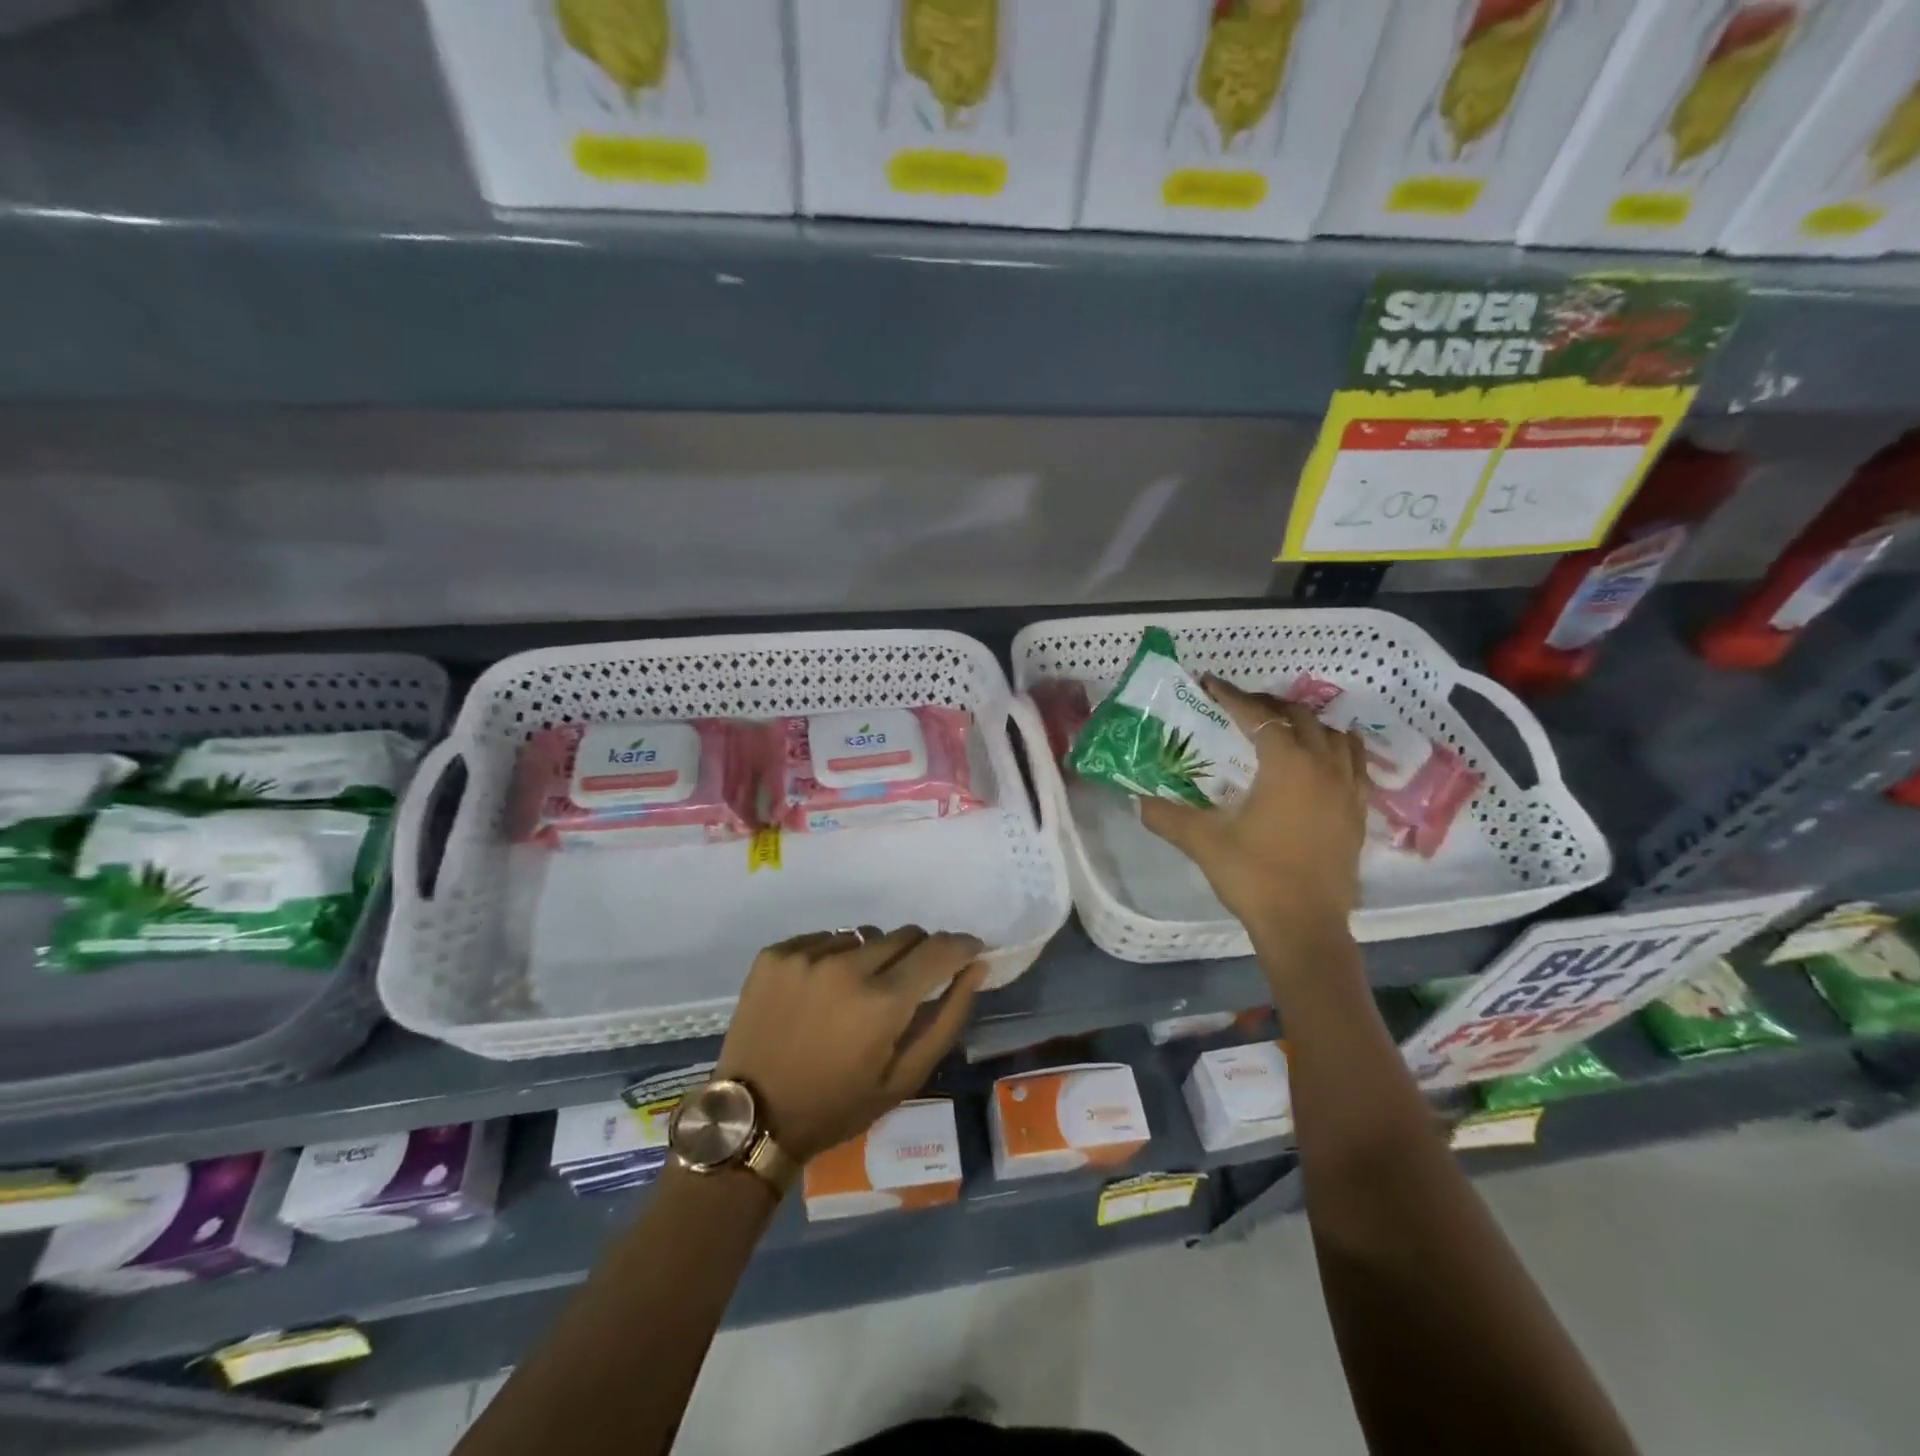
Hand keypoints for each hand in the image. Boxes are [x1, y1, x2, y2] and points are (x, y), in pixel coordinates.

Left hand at [716, 926, 988, 1162]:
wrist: (754, 1117)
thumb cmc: (838, 1105)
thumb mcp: (904, 1076)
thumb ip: (947, 1017)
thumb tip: (976, 966)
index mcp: (883, 1001)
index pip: (939, 949)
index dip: (961, 946)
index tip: (970, 951)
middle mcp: (847, 966)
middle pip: (904, 935)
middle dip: (917, 954)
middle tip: (906, 986)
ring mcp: (807, 955)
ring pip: (864, 935)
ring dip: (873, 956)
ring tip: (856, 994)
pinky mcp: (776, 953)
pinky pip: (825, 939)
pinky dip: (834, 958)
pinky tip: (821, 992)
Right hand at [1139, 675, 1367, 957]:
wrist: (1305, 927)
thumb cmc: (1254, 876)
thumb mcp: (1202, 842)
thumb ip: (1167, 816)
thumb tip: (1138, 801)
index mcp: (1287, 765)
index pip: (1258, 716)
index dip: (1231, 696)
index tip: (1210, 682)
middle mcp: (1324, 767)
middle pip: (1300, 717)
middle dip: (1269, 705)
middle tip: (1240, 707)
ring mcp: (1348, 790)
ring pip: (1335, 736)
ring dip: (1307, 724)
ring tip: (1283, 729)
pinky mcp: (1358, 814)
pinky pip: (1354, 765)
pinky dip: (1335, 751)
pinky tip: (1319, 765)